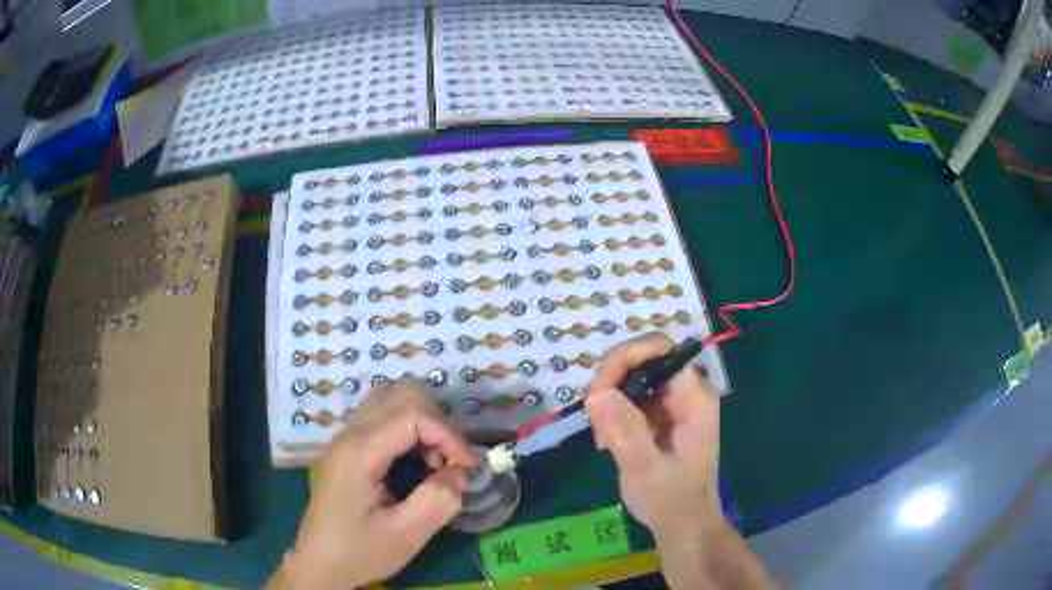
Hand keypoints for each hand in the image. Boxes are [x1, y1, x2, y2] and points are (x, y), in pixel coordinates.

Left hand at [274, 379, 477, 588]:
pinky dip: (408, 426)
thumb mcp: (406, 535)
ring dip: (422, 420)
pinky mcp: (347, 446)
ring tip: (433, 459)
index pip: (413, 414)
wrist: (319, 563)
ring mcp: (345, 437)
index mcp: (359, 453)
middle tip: (448, 461)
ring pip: (390, 397)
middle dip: (436, 422)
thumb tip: (460, 471)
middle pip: (402, 393)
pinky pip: (382, 414)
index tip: (468, 467)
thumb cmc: (359, 552)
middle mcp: (349, 434)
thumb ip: (439, 500)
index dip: (449, 434)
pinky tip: (414, 460)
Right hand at [584, 332, 721, 537]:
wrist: (684, 525)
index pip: (659, 350)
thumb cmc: (671, 501)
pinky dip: (613, 412)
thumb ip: (625, 431)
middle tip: (594, 418)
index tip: (597, 392)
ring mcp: (673, 404)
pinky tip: (607, 440)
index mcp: (694, 398)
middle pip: (643, 359)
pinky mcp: (660, 417)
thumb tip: (597, 393)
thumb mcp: (646, 470)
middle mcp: (686, 392)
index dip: (625, 359)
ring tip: (602, 437)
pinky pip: (631, 397)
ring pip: (633, 377)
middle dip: (612, 381)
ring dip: (609, 398)